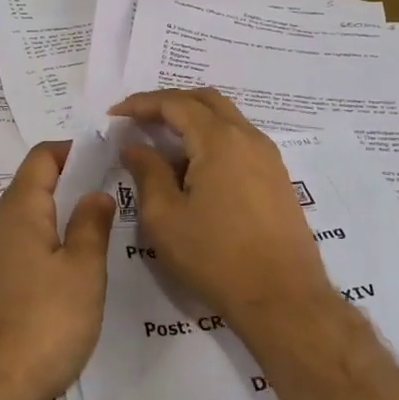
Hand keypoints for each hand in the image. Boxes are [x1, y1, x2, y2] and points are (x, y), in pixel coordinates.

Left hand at [0, 141, 114, 399]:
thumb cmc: (44, 324)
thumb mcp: (82, 271)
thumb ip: (90, 225)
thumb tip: (95, 192)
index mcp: (19, 212)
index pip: (41, 158)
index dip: (71, 149)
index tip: (105, 153)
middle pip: (31, 186)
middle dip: (69, 181)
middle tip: (110, 189)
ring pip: (26, 219)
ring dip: (58, 214)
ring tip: (96, 227)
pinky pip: (20, 248)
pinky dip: (46, 243)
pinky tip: (69, 269)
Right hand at [110, 88, 332, 335]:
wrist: (283, 299)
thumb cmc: (215, 257)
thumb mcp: (165, 217)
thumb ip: (147, 172)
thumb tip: (134, 146)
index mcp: (219, 140)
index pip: (175, 103)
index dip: (142, 104)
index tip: (115, 114)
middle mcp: (248, 137)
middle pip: (206, 100)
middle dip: (169, 102)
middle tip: (139, 118)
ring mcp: (268, 157)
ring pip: (226, 118)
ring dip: (193, 120)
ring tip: (163, 142)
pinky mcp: (277, 178)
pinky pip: (239, 141)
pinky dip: (212, 139)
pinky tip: (194, 167)